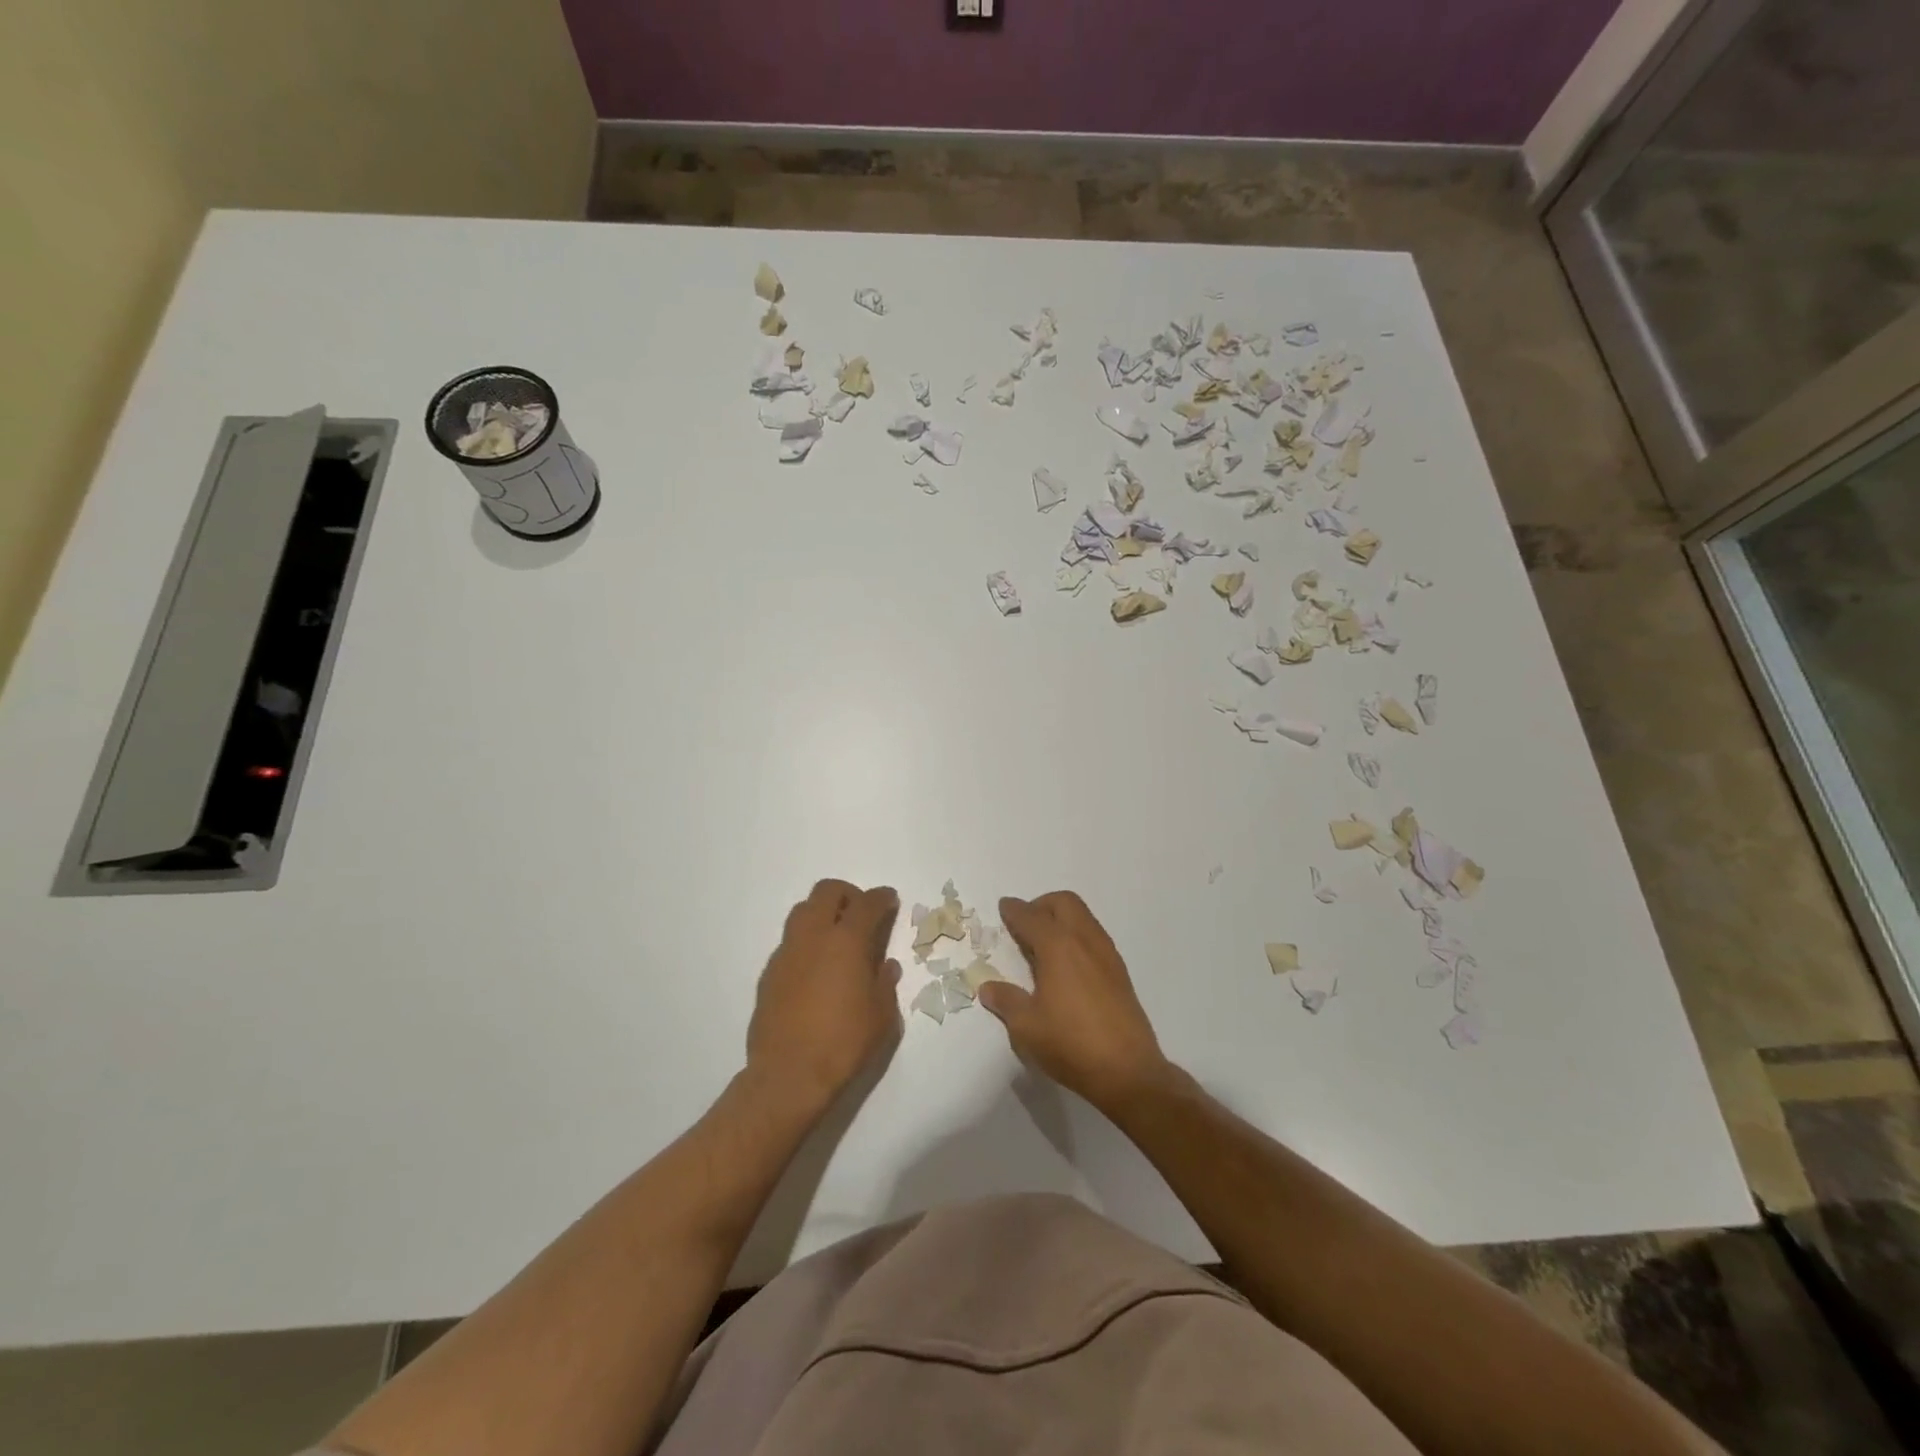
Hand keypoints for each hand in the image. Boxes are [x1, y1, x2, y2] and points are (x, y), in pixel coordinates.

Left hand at [746, 879, 902, 1111]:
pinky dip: (807, 942)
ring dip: (822, 913)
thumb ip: (885, 984)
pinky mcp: (769, 974)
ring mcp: (786, 953)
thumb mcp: (882, 1017)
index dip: (882, 897)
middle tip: (861, 914)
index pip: (867, 903)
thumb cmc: (844, 1043)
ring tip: (837, 939)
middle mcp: (813, 937)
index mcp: (846, 941)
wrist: (788, 1076)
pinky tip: (816, 970)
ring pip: (802, 911)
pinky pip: (790, 942)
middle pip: (827, 892)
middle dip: (848, 894)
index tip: (890, 900)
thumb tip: (885, 966)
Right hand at [976, 892, 1171, 1111]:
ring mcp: (1107, 954)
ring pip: (1083, 916)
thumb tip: (988, 987)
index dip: (1014, 911)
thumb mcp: (1026, 1027)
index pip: (1031, 917)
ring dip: (1061, 918)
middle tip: (1025, 924)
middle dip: (1041, 905)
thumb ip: (1006, 1001)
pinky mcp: (1120, 972)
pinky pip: (1094, 936)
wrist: (1128, 1071)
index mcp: (1058, 947)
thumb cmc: (1070, 1044)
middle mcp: (1084, 940)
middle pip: (1063, 903)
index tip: (1004, 908)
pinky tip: (1067, 964)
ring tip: (1044, 944)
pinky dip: (1077, 935)